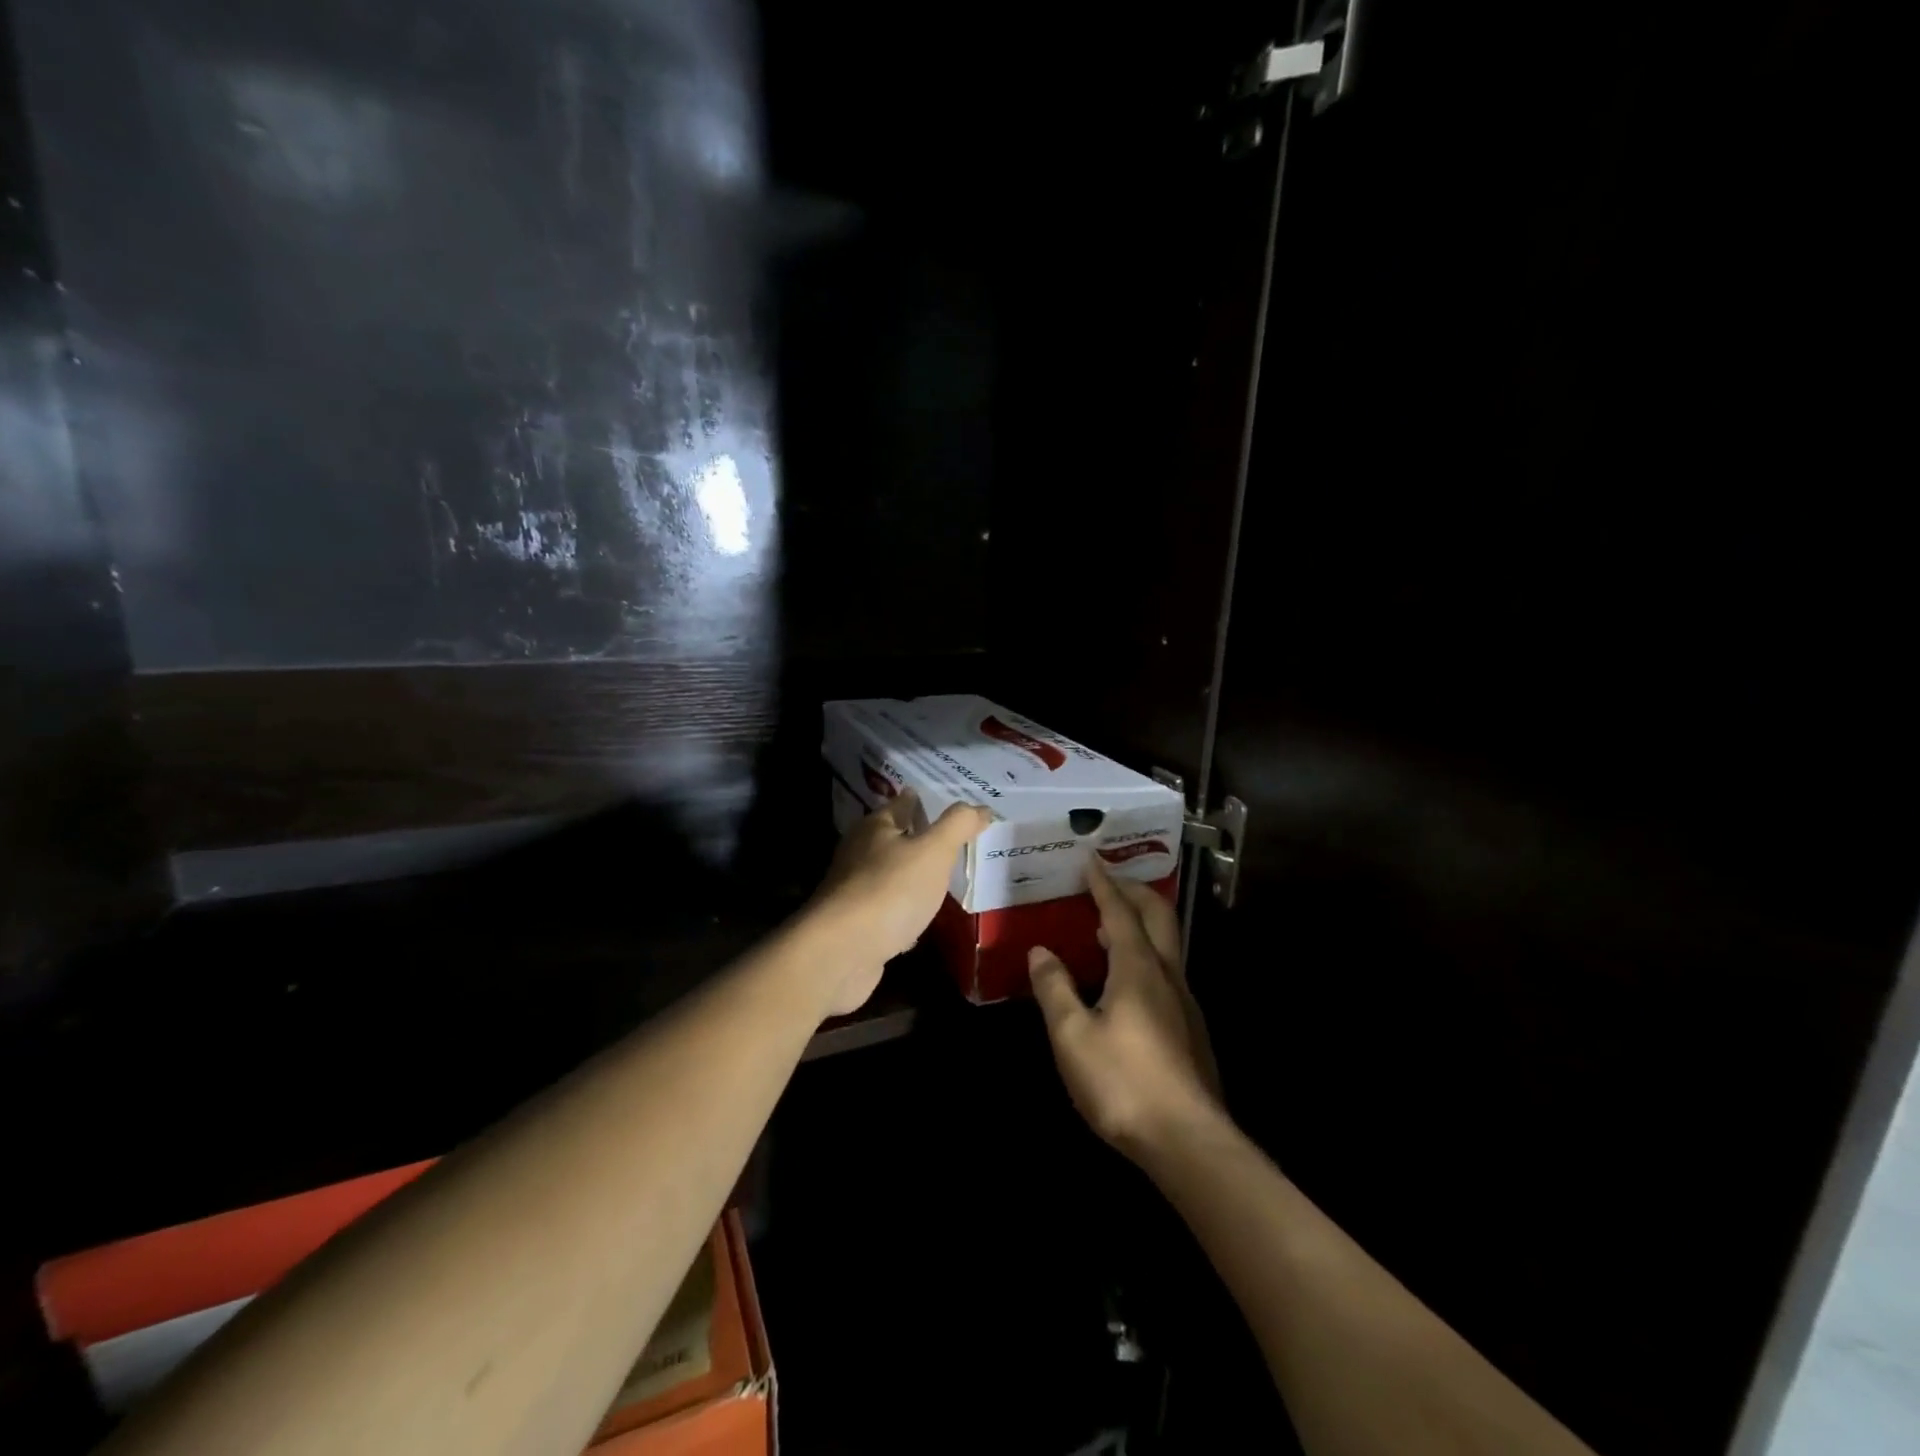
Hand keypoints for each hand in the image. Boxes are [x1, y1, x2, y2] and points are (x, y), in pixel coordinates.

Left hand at [810, 792, 991, 1016]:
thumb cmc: (890, 890)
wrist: (840, 953)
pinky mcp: (855, 925)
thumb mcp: (933, 851)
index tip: (952, 806)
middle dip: (921, 838)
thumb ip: (958, 825)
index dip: (927, 801)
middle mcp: (859, 853)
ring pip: (891, 875)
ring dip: (913, 876)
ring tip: (944, 878)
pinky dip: (904, 911)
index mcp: (875, 827)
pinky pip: (888, 910)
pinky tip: (921, 920)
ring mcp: (854, 890)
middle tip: (955, 841)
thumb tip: (981, 807)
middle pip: (895, 838)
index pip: (904, 803)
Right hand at [1029, 858, 1224, 1156]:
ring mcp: (1184, 1002)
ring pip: (1166, 944)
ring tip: (1110, 924)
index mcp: (1137, 968)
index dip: (1104, 883)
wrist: (1188, 1141)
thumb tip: (1041, 951)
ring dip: (1141, 922)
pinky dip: (1145, 953)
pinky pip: (1166, 971)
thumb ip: (1055, 989)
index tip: (1091, 859)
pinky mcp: (1190, 1029)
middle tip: (1109, 878)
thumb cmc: (1123, 1083)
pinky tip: (1126, 979)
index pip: (1120, 911)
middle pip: (1157, 916)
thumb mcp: (1072, 1037)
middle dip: (1134, 890)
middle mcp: (1167, 975)